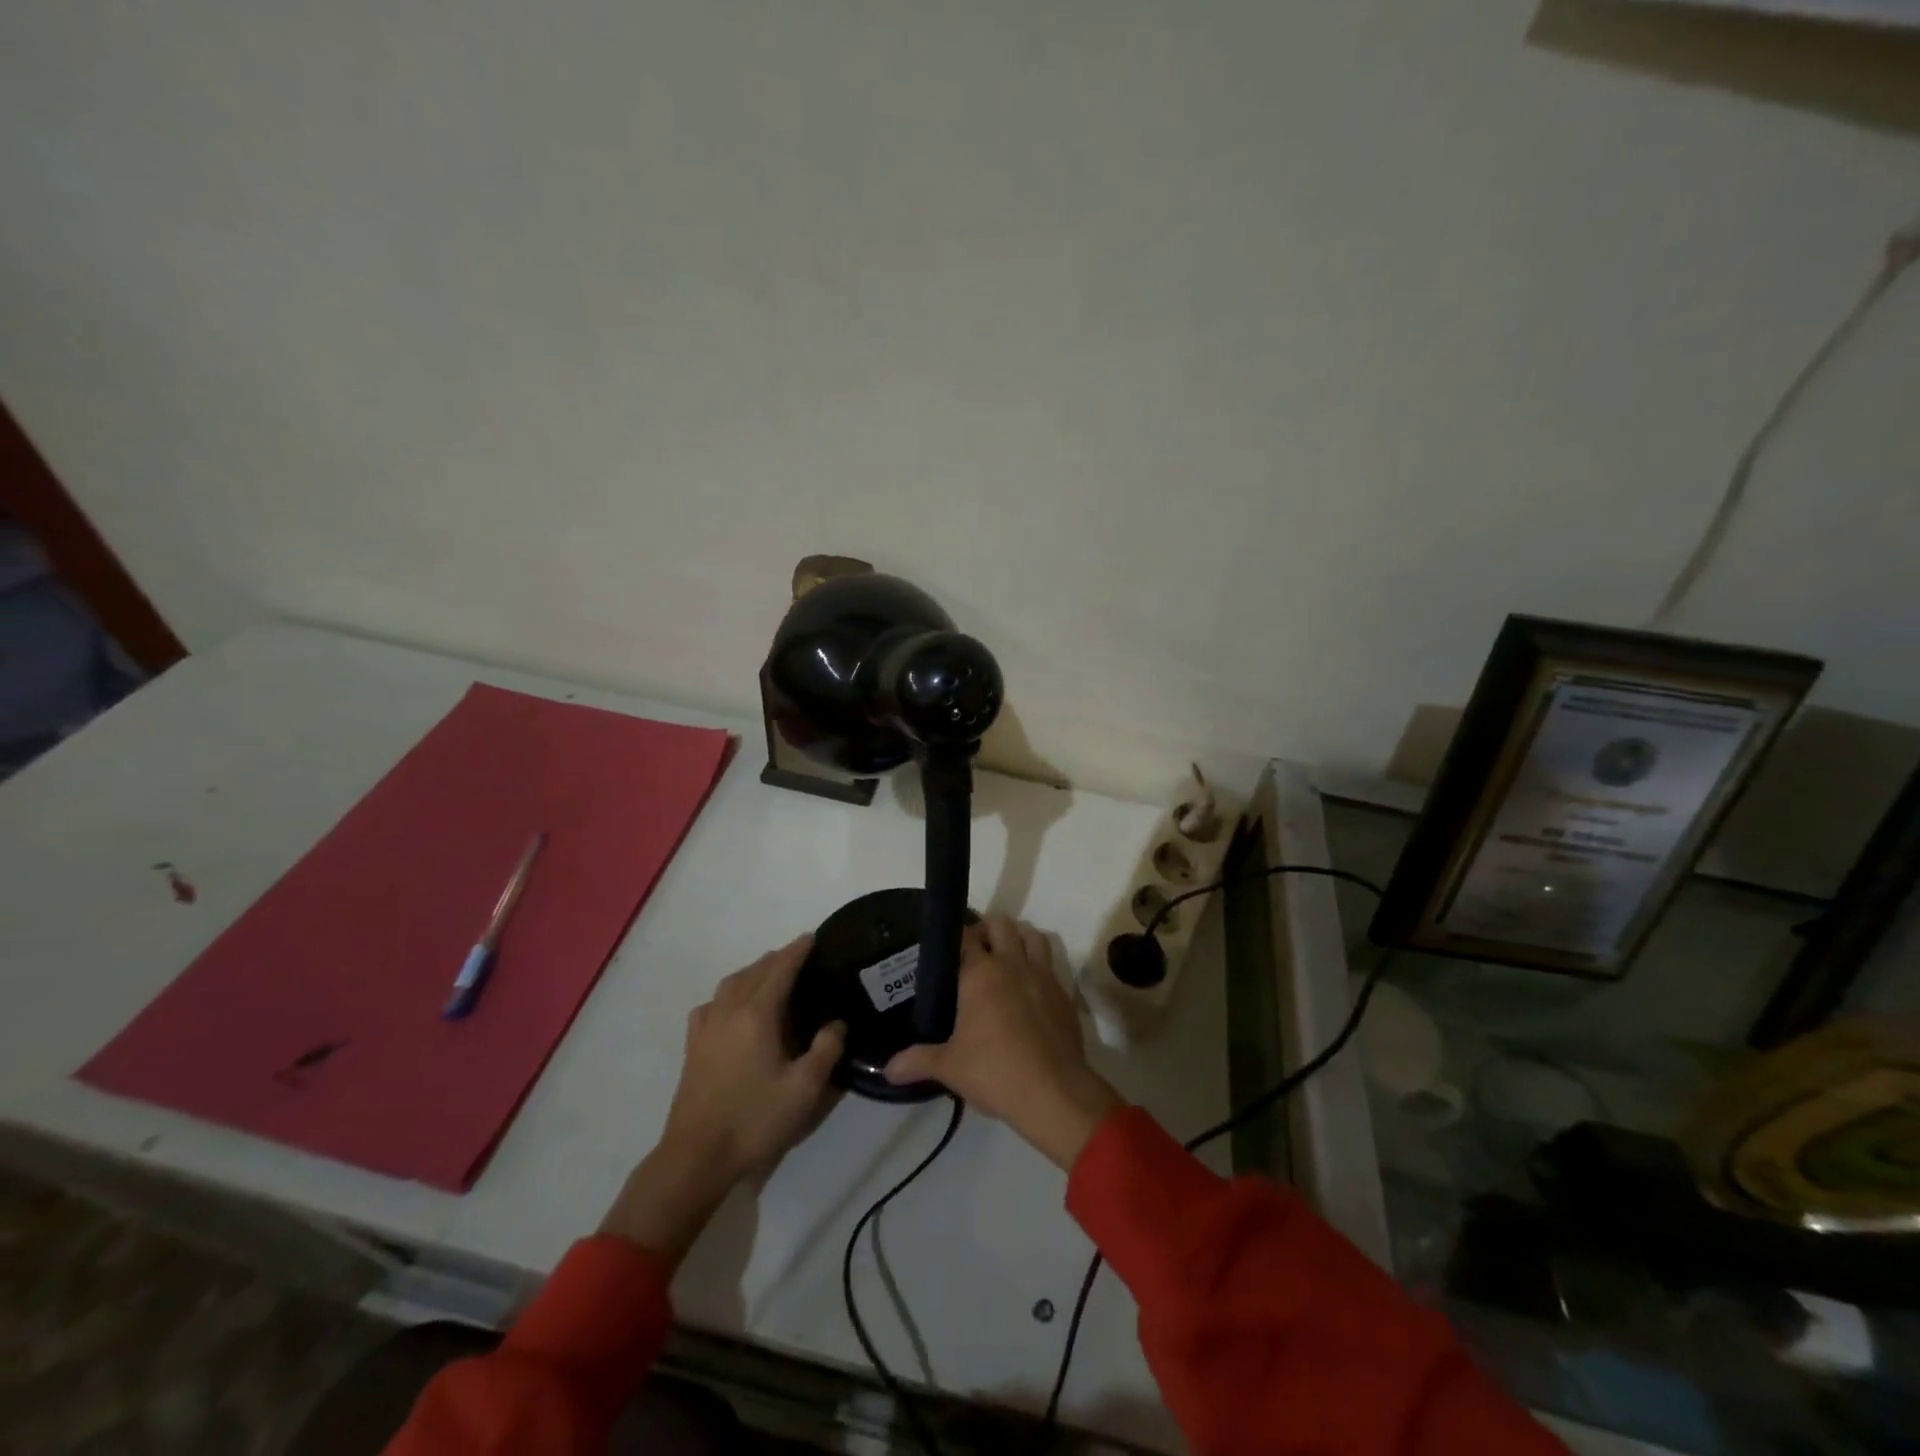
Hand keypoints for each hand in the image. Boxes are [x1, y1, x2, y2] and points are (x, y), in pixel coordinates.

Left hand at [601, 936, 844, 1261]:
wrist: (697, 1156)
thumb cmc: (755, 1119)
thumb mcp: (805, 1088)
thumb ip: (826, 1049)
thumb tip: (836, 1023)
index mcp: (757, 1014)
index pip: (780, 969)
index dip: (797, 951)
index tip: (813, 937)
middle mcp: (729, 1010)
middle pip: (754, 971)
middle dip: (778, 959)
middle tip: (800, 957)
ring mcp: (706, 1027)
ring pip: (730, 983)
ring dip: (753, 972)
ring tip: (771, 975)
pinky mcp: (693, 1046)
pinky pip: (712, 1003)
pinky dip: (728, 993)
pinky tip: (732, 1007)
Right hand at [884, 917, 1122, 1169]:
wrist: (1054, 1093)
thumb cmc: (995, 1072)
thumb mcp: (949, 1068)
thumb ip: (917, 1061)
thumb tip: (888, 1069)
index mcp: (981, 974)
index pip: (964, 936)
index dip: (954, 937)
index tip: (945, 949)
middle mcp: (1012, 964)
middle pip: (1001, 924)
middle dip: (986, 931)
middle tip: (973, 954)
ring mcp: (1042, 976)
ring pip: (1032, 936)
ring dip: (1017, 939)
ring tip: (1004, 960)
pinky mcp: (1063, 994)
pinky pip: (1050, 965)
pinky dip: (1038, 966)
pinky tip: (1029, 991)